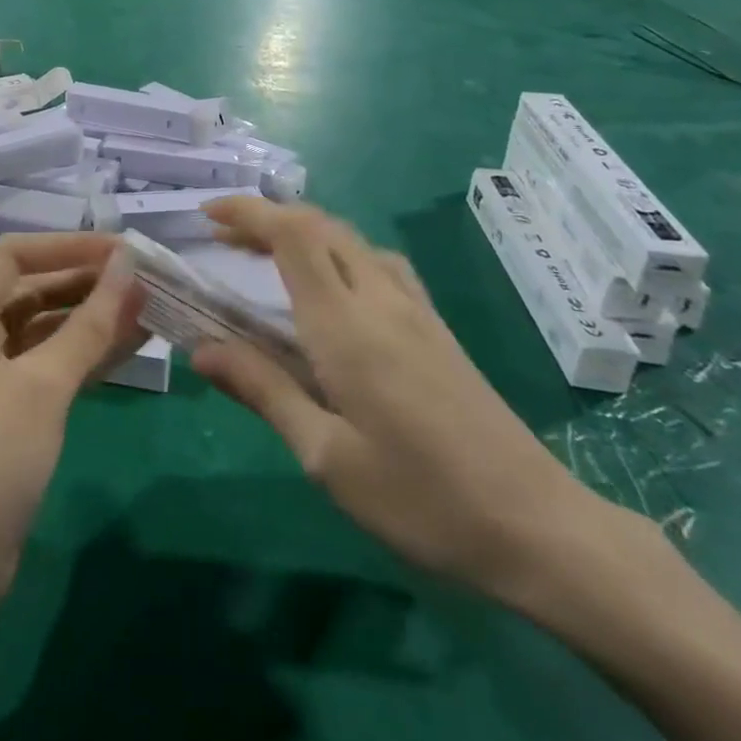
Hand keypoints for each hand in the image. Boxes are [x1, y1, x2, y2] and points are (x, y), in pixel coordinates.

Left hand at [0, 234, 144, 627]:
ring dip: (93, 317)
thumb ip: (89, 324)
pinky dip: (86, 352)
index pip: (16, 256)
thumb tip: (129, 268)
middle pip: (34, 288)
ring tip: (150, 307)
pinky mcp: (8, 406)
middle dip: (88, 282)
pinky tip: (132, 344)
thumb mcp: (44, 386)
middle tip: (145, 280)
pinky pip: (50, 363)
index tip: (121, 251)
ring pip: (47, 327)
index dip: (68, 247)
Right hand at [192, 198, 615, 607]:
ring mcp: (416, 310)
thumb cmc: (421, 498)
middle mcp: (380, 300)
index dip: (247, 212)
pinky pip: (379, 263)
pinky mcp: (437, 328)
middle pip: (320, 226)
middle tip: (225, 239)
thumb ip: (263, 391)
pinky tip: (334, 289)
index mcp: (345, 325)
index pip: (292, 235)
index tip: (207, 214)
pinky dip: (339, 251)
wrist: (539, 528)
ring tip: (268, 257)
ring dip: (304, 232)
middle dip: (267, 217)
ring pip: (351, 239)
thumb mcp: (325, 457)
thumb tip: (201, 349)